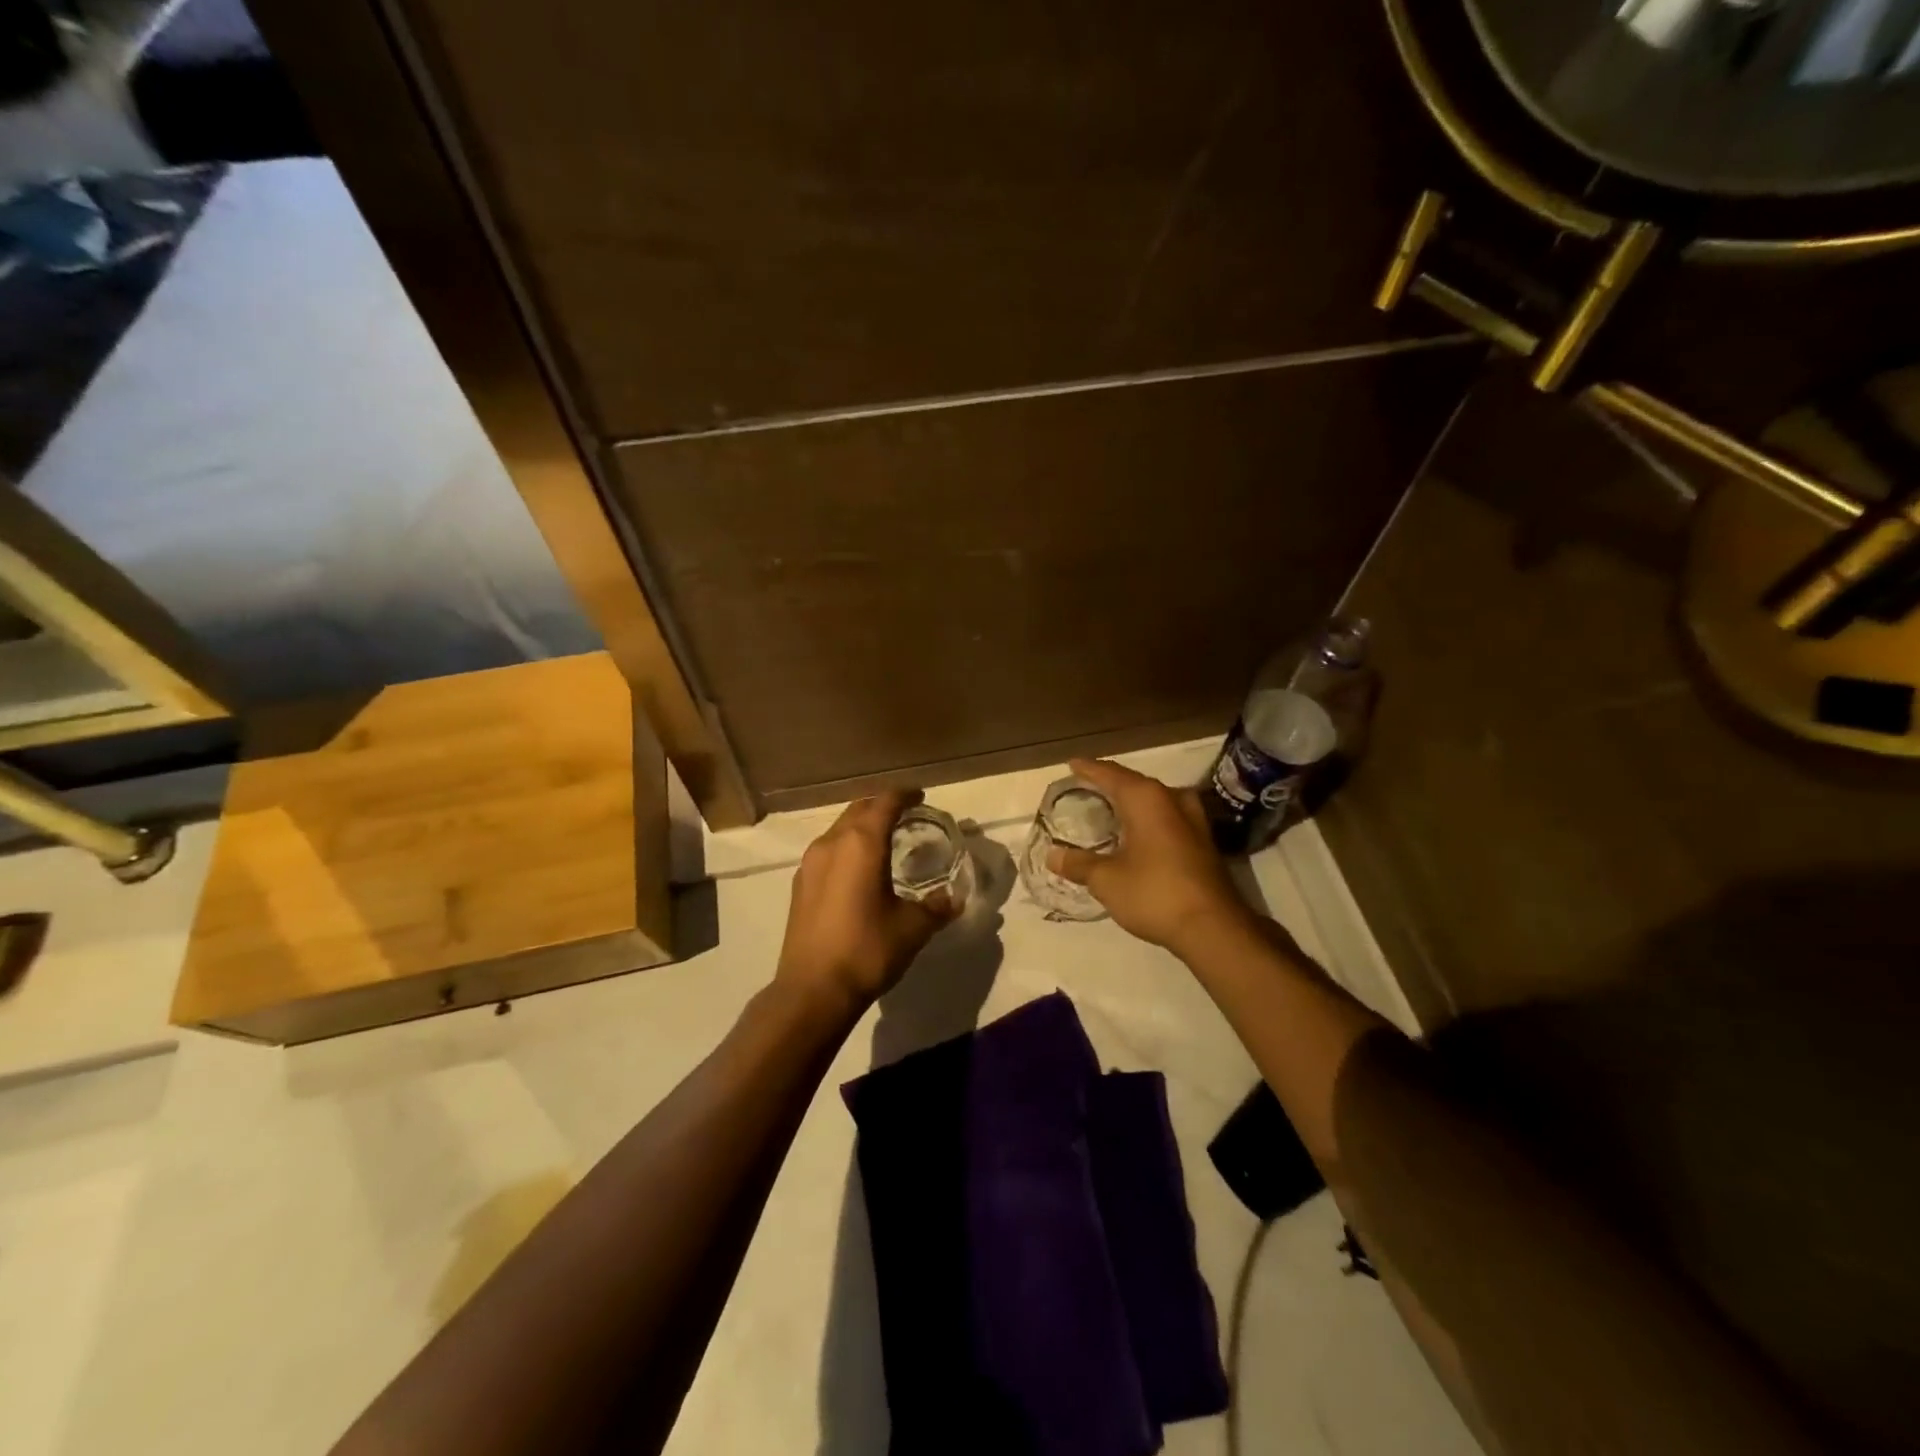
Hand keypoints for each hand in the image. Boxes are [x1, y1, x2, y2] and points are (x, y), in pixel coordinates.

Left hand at [777, 789, 958, 1013]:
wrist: (813, 990)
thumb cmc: (867, 950)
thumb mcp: (913, 928)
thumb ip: (936, 907)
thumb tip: (953, 899)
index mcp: (861, 843)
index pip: (885, 802)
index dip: (904, 795)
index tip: (920, 797)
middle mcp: (832, 843)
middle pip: (858, 809)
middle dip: (882, 806)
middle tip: (906, 815)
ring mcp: (810, 863)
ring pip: (839, 829)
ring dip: (862, 827)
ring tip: (884, 841)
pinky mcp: (800, 885)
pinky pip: (828, 850)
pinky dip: (847, 848)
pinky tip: (859, 870)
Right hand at [1047, 758, 1253, 954]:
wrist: (1213, 927)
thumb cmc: (1154, 893)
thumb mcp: (1107, 880)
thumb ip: (1079, 864)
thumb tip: (1052, 855)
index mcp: (1146, 798)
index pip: (1110, 774)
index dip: (1088, 769)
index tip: (1072, 763)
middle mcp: (1172, 799)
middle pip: (1135, 783)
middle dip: (1110, 783)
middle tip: (1087, 785)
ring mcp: (1193, 819)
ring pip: (1155, 799)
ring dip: (1133, 801)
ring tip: (1112, 806)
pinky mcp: (1204, 841)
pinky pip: (1168, 816)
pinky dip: (1148, 818)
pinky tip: (1139, 832)